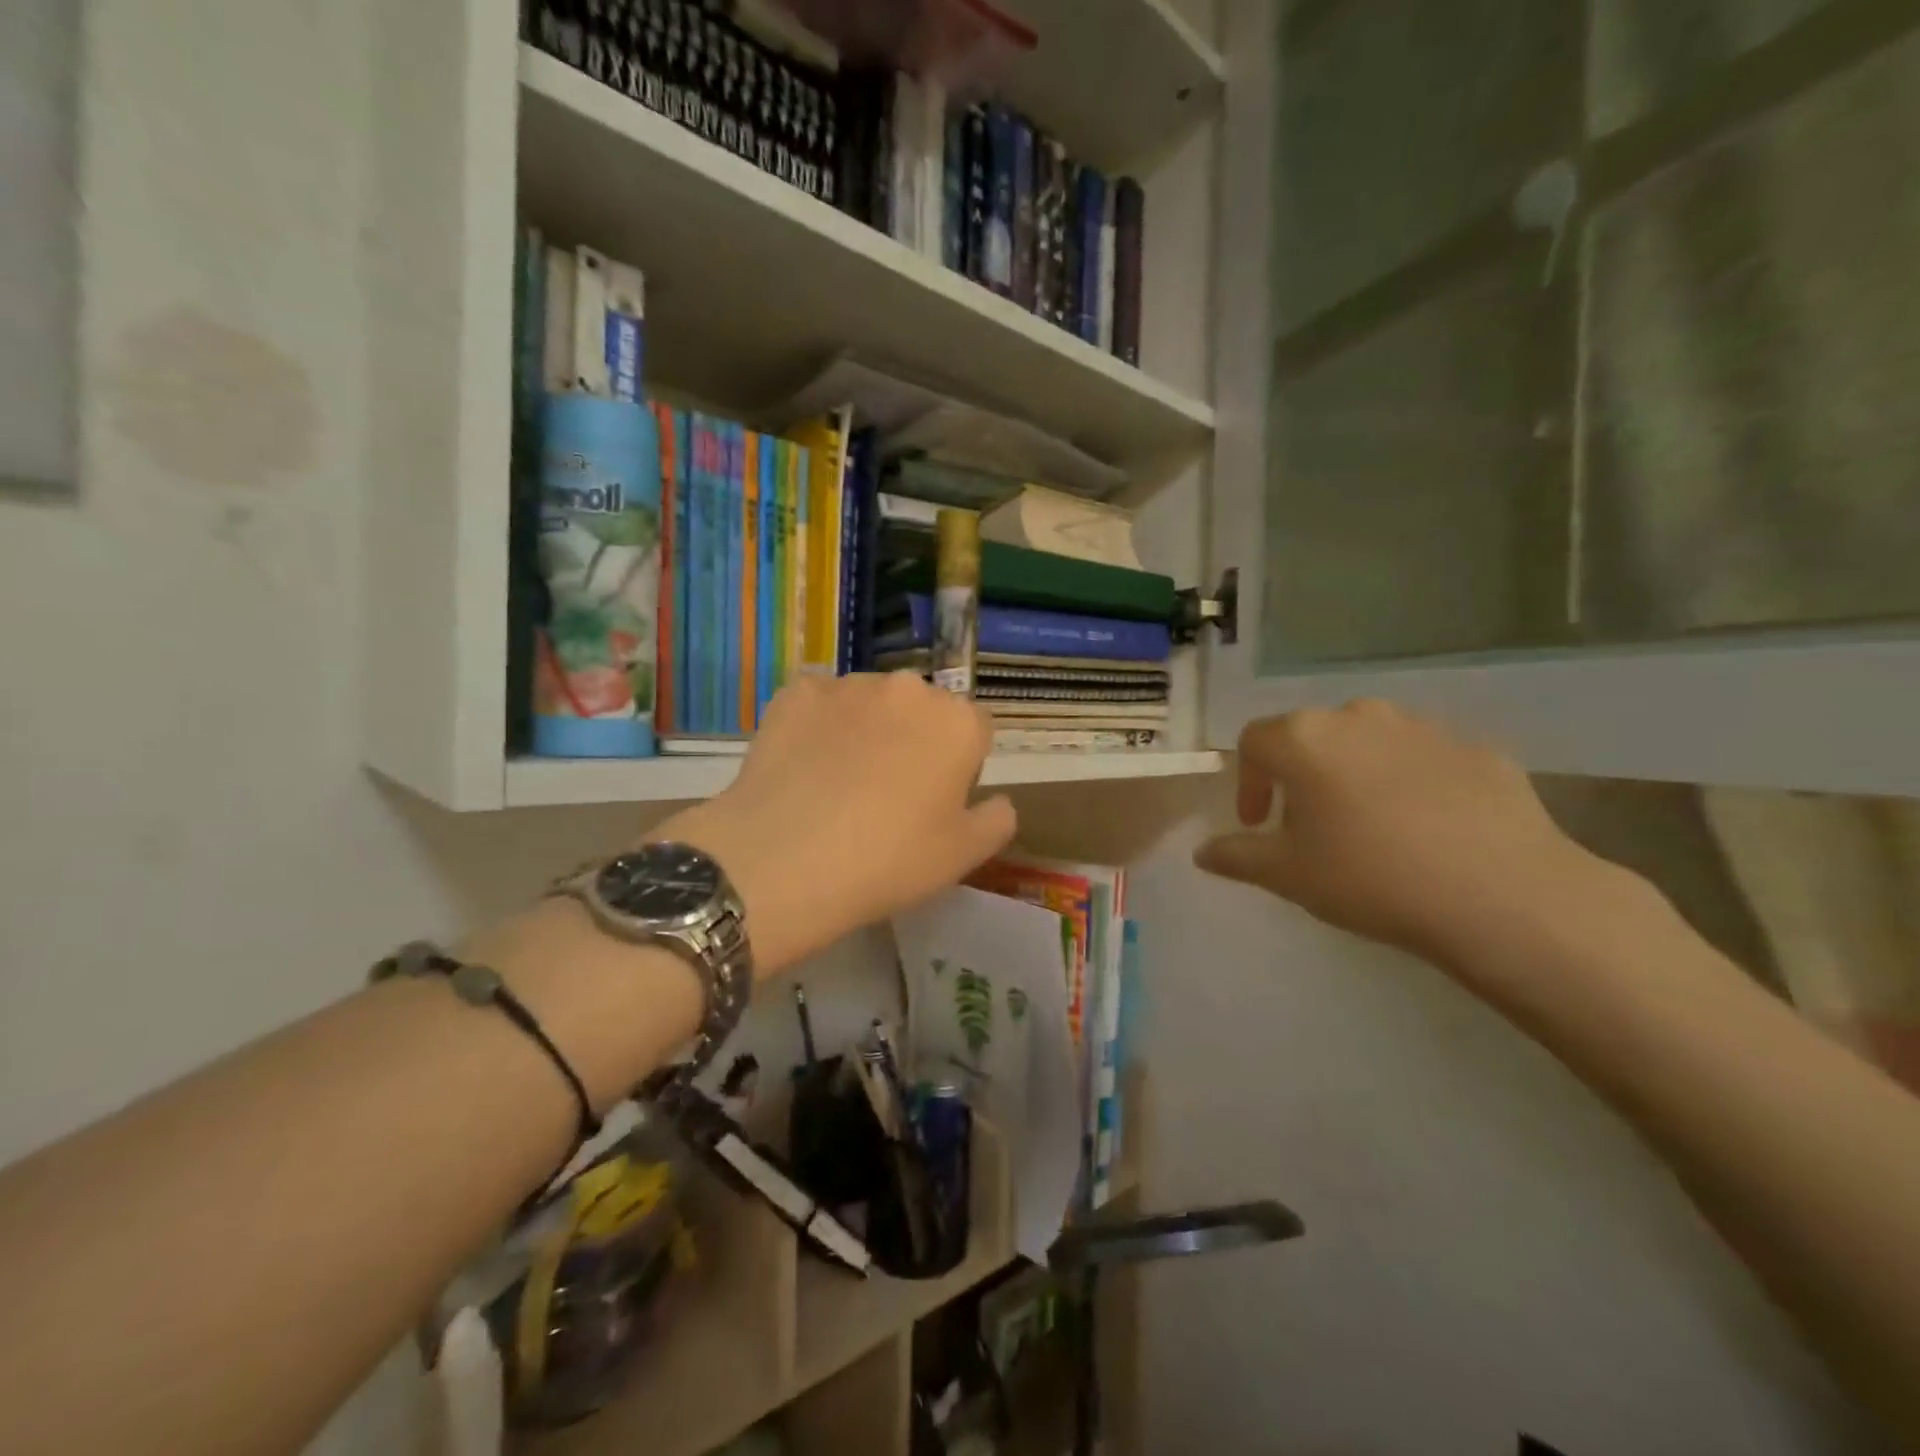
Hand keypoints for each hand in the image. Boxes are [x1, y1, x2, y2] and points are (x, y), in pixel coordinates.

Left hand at [661, 673, 1016, 974]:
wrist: (785, 861)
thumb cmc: (888, 861)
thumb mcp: (963, 856)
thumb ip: (997, 820)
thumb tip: (999, 800)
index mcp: (957, 722)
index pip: (974, 731)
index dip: (959, 766)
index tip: (935, 802)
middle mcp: (908, 689)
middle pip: (922, 710)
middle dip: (913, 739)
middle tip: (886, 793)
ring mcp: (848, 685)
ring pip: (869, 703)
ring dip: (866, 729)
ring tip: (837, 783)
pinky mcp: (796, 692)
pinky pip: (819, 704)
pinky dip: (817, 726)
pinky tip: (802, 768)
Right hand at [1194, 701, 1607, 969]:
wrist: (1502, 894)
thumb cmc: (1370, 877)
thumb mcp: (1288, 875)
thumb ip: (1237, 856)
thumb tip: (1202, 852)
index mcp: (1305, 739)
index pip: (1254, 742)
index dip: (1248, 782)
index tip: (1259, 825)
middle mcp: (1359, 717)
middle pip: (1311, 735)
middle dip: (1301, 775)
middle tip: (1310, 824)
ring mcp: (1423, 728)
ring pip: (1369, 742)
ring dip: (1354, 773)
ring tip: (1369, 824)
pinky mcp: (1476, 749)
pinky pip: (1423, 759)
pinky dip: (1410, 782)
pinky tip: (1427, 829)